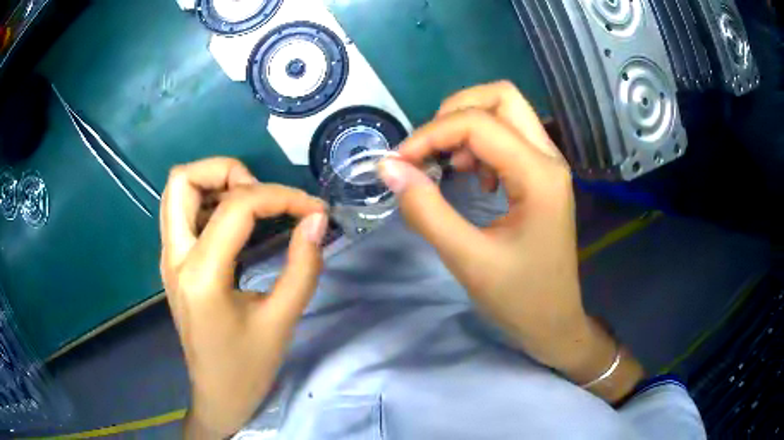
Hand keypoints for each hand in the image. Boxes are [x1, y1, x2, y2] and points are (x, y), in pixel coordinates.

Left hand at [160, 157, 326, 436]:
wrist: (217, 395)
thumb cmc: (248, 367)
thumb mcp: (282, 321)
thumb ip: (303, 266)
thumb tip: (316, 219)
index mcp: (201, 275)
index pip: (237, 206)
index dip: (281, 196)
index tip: (313, 210)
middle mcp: (175, 257)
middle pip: (183, 179)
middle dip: (227, 171)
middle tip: (262, 196)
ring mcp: (169, 258)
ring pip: (178, 191)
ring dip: (215, 183)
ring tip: (252, 205)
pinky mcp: (173, 263)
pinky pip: (182, 211)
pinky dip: (209, 200)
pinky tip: (237, 223)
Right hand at [379, 82, 642, 400]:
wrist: (554, 322)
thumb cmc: (518, 298)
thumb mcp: (466, 258)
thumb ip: (425, 210)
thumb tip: (389, 168)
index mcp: (539, 176)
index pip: (478, 124)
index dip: (431, 134)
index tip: (399, 162)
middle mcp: (549, 158)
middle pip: (501, 97)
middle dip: (455, 112)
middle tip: (429, 149)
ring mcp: (548, 164)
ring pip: (506, 112)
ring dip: (468, 127)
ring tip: (450, 166)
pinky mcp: (541, 175)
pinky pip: (509, 136)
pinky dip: (481, 144)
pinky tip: (473, 178)